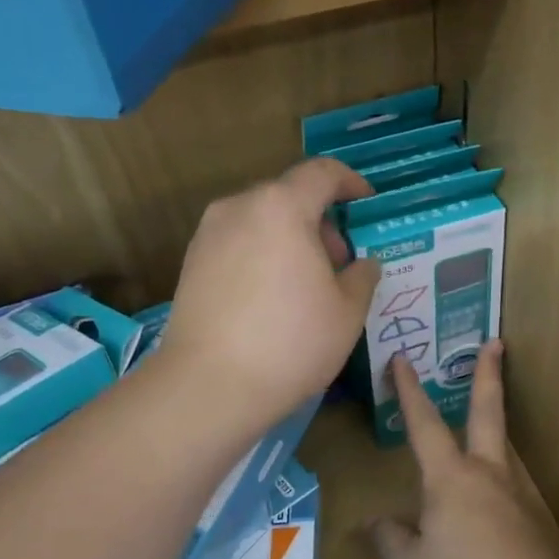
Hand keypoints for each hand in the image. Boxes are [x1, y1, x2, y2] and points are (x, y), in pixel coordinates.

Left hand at [163, 157, 380, 430]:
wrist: (209, 385)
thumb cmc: (290, 342)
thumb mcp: (347, 312)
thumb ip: (362, 276)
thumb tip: (363, 264)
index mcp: (282, 207)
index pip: (322, 173)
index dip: (351, 182)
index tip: (367, 204)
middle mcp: (239, 207)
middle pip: (289, 196)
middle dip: (321, 221)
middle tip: (340, 263)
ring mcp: (209, 234)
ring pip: (261, 220)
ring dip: (290, 239)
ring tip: (306, 285)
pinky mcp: (191, 263)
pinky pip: (238, 243)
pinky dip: (262, 255)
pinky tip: (272, 298)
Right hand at [370, 343, 558, 558]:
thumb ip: (392, 541)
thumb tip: (375, 522)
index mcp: (450, 478)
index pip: (423, 423)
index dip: (408, 390)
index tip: (401, 359)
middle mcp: (489, 473)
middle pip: (487, 412)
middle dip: (487, 375)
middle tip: (495, 343)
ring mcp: (519, 495)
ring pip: (505, 449)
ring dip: (496, 427)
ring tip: (484, 427)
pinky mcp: (538, 520)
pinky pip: (513, 487)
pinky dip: (501, 478)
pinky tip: (495, 501)